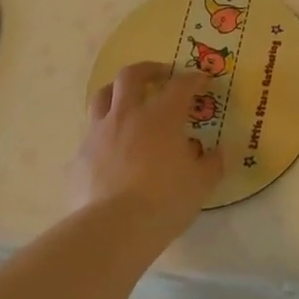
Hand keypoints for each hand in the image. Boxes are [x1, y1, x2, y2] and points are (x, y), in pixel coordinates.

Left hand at [77, 62, 222, 237]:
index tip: (202, 79)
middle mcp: (127, 115)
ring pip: (102, 96)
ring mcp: (99, 133)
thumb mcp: (201, 184)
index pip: (180, 85)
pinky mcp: (81, 156)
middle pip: (131, 76)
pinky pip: (92, 134)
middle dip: (149, 69)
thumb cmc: (165, 201)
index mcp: (161, 116)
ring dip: (117, 92)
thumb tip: (217, 152)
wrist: (112, 229)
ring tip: (129, 102)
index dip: (193, 79)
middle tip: (162, 75)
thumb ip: (212, 164)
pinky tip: (114, 149)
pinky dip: (106, 133)